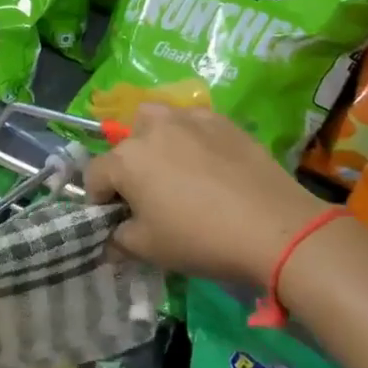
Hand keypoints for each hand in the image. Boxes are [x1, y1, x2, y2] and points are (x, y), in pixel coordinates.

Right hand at [84, 104, 329, 284]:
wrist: (273, 227)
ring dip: (155, 141)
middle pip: (125, 145)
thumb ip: (119, 240)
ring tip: (174, 169)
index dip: (99, 200)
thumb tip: (112, 239)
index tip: (116, 220)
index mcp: (125, 159)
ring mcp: (188, 118)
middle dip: (128, 168)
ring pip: (157, 121)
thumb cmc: (201, 239)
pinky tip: (209, 164)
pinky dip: (191, 138)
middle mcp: (151, 128)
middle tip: (149, 197)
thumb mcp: (149, 249)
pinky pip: (192, 123)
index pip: (94, 175)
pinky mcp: (221, 120)